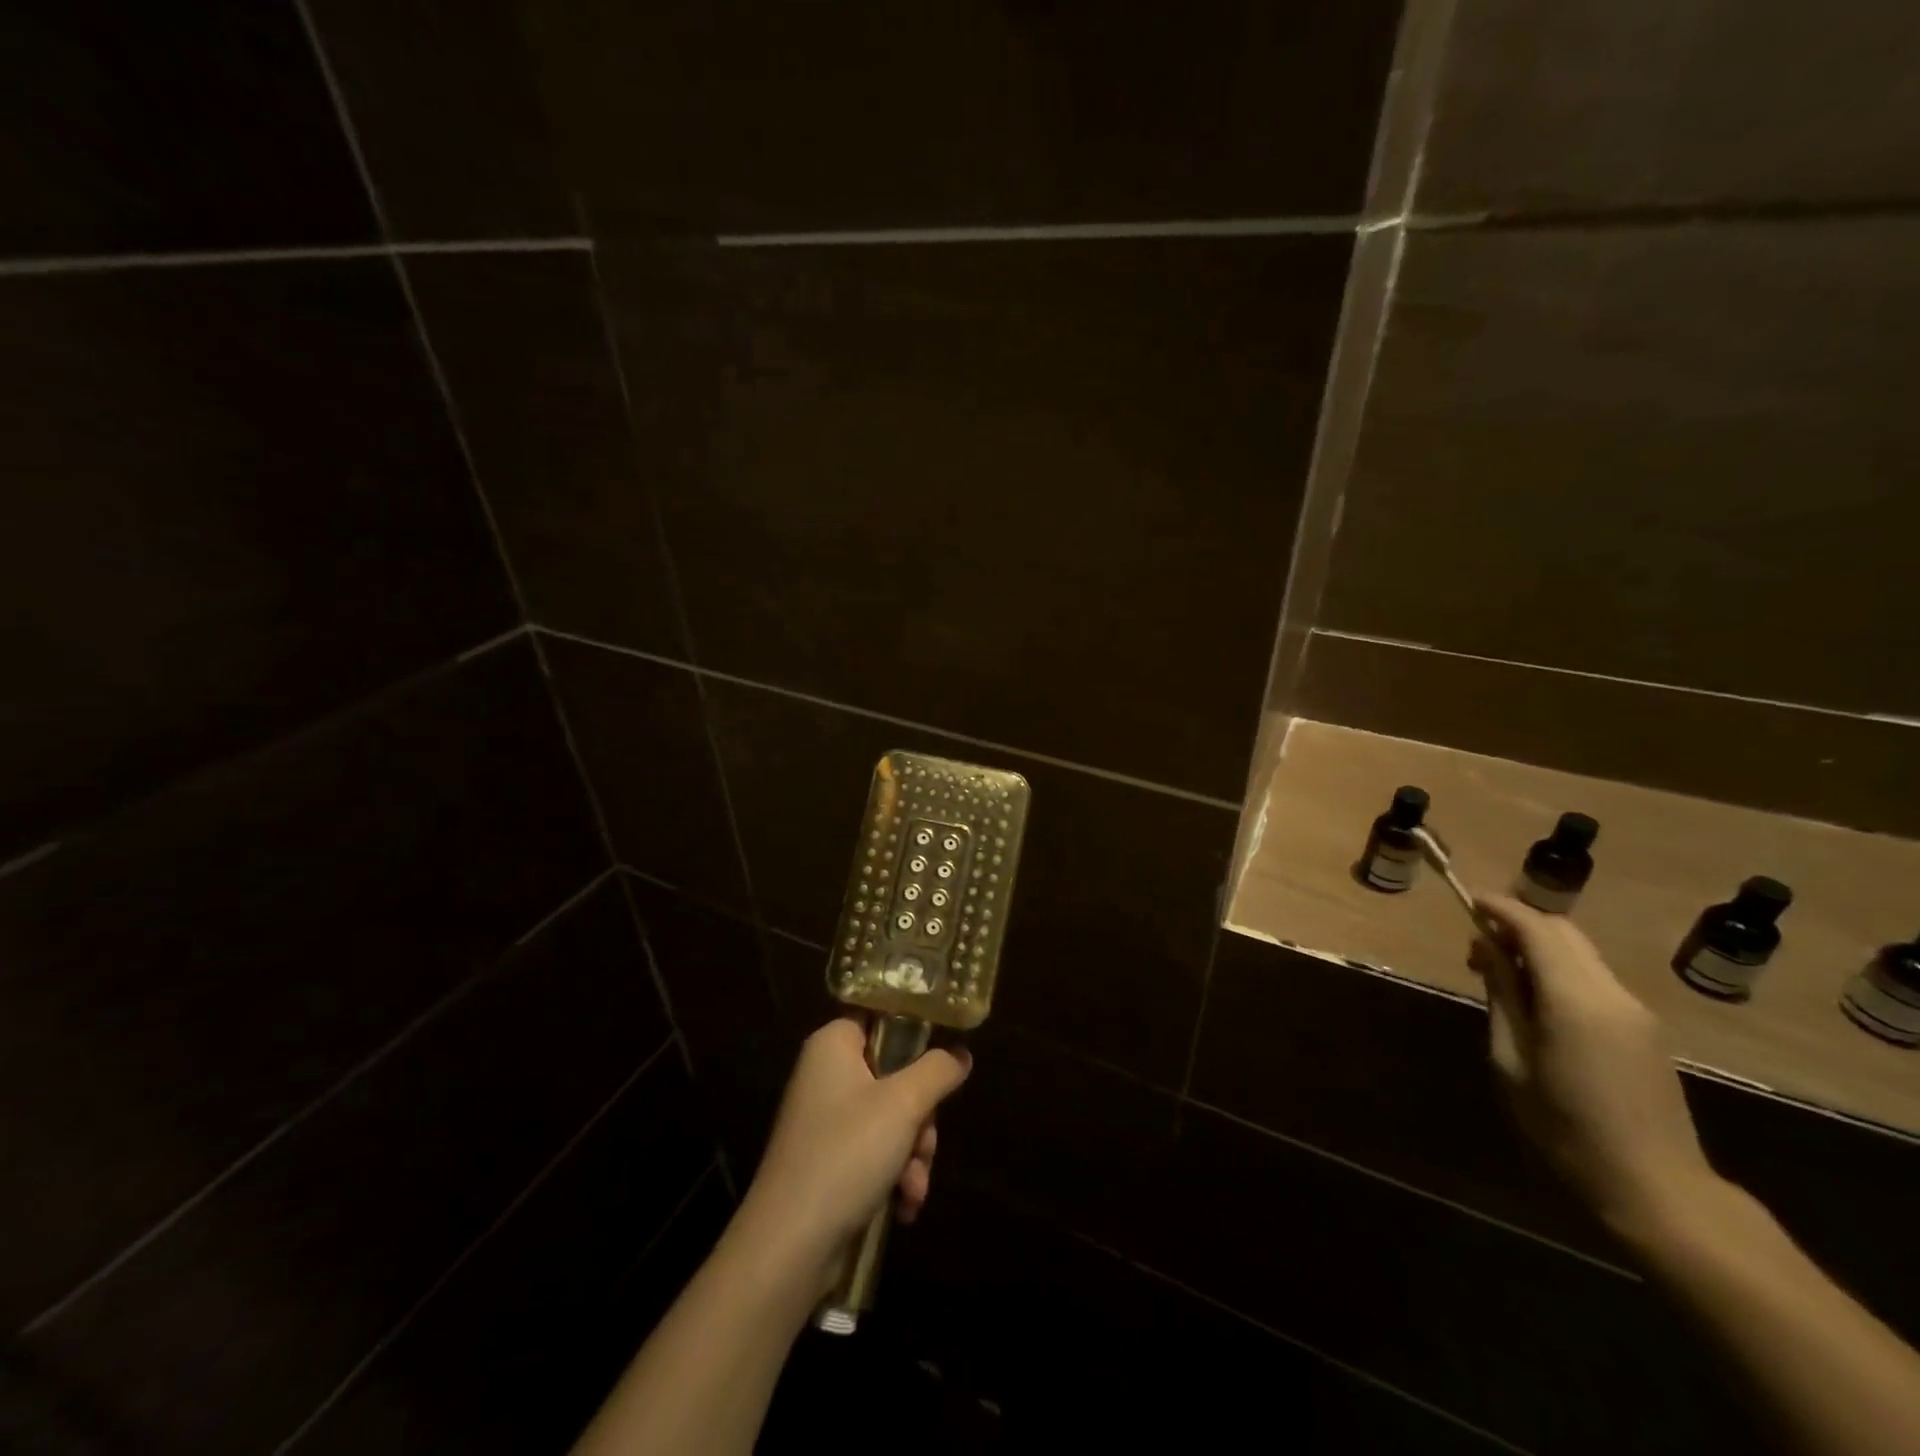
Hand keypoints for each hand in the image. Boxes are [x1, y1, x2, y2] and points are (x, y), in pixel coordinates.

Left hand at [737, 1019, 970, 1289]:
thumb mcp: (903, 1103)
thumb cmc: (847, 1152)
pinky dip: (894, 1176)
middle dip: (921, 1117)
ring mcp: (826, 1120)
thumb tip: (961, 1053)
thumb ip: (937, 1070)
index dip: (915, 1036)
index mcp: (833, 1044)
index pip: (881, 1018)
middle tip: (924, 1142)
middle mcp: (826, 1075)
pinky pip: (875, 1152)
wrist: (790, 1244)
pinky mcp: (828, 1161)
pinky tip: (903, 1206)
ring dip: (913, 1153)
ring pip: (891, 1118)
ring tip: (913, 1187)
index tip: (943, 1062)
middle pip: (894, 1074)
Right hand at [1470, 896, 1719, 1238]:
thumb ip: (1502, 996)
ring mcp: (1636, 1011)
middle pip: (1563, 932)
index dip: (1499, 908)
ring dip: (1539, 947)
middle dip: (1518, 923)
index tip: (1467, 901)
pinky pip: (1595, 978)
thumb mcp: (1511, 1059)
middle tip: (1477, 946)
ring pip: (1581, 953)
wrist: (1656, 1188)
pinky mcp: (1645, 1029)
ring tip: (1500, 975)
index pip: (1536, 928)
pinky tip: (1537, 1001)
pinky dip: (1560, 970)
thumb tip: (1487, 949)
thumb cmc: (1564, 1127)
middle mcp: (1612, 993)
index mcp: (1575, 999)